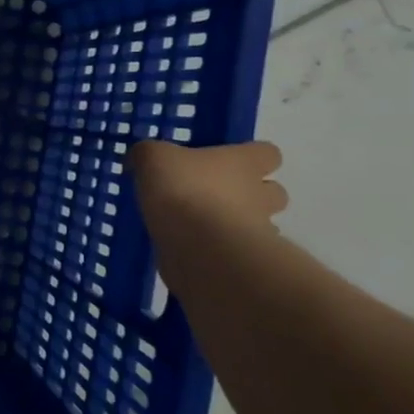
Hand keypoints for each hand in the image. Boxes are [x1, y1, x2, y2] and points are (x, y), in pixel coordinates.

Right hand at [130, 139, 288, 240]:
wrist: (199, 249)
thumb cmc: (183, 191)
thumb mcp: (153, 158)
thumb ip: (148, 154)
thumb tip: (140, 158)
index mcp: (244, 163)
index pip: (267, 152)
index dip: (250, 155)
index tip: (225, 160)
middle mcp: (259, 194)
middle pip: (272, 191)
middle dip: (250, 194)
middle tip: (214, 195)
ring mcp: (257, 230)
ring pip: (259, 223)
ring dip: (237, 223)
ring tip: (200, 225)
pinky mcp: (243, 261)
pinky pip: (236, 251)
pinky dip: (221, 250)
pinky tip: (192, 248)